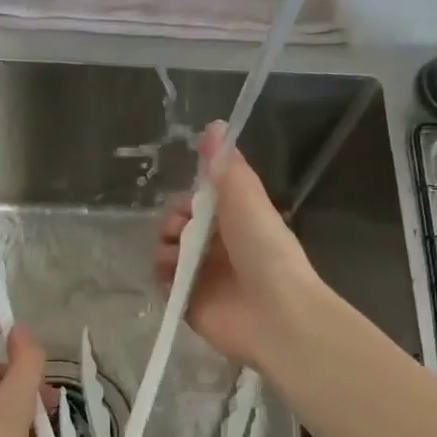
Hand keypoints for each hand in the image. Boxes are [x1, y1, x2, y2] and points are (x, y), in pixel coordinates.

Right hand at [154, 122, 321, 368]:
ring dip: (164, 248)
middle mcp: (217, 248)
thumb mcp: (246, 197)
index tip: (187, 202)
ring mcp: (202, 277)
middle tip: (181, 229)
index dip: (187, 200)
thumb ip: (224, 166)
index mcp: (235, 222)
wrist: (274, 312)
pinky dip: (162, 276)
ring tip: (176, 255)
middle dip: (172, 223)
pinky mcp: (189, 303)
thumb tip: (213, 125)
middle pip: (178, 227)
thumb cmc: (264, 249)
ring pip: (167, 254)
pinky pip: (164, 284)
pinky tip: (172, 274)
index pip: (199, 204)